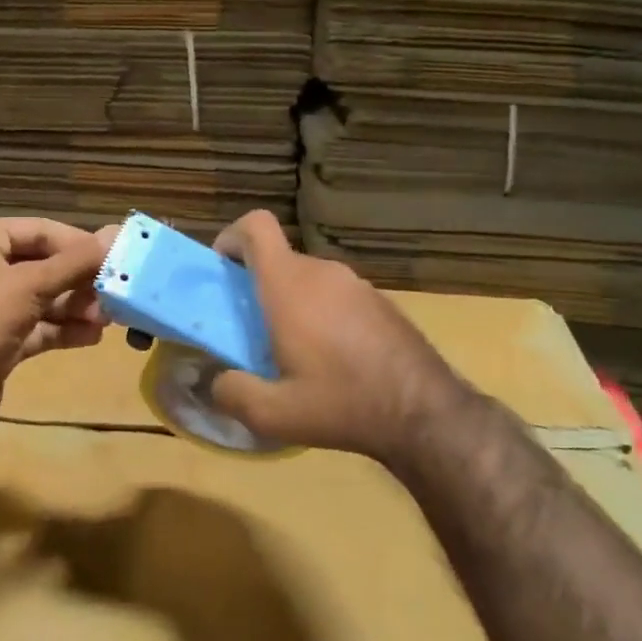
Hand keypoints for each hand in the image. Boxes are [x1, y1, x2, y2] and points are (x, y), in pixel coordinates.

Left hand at [0, 217, 108, 436]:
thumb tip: (116, 234)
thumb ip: (75, 262)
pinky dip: (62, 330)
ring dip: (75, 307)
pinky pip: (37, 327)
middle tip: (115, 293)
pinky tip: (91, 337)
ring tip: (107, 319)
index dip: (78, 243)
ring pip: (43, 299)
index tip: (115, 257)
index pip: (40, 230)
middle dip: (79, 281)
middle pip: (43, 265)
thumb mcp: (29, 285)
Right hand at [206, 210, 471, 465]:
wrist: (426, 413)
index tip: (223, 273)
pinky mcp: (379, 301)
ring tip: (293, 353)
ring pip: (306, 279)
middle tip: (252, 333)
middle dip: (257, 288)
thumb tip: (215, 381)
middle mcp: (323, 272)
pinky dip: (321, 314)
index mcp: (289, 285)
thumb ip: (230, 393)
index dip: (231, 238)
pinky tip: (333, 360)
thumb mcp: (273, 414)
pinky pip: (335, 295)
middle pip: (277, 260)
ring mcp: (356, 284)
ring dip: (290, 304)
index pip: (255, 226)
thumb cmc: (342, 404)